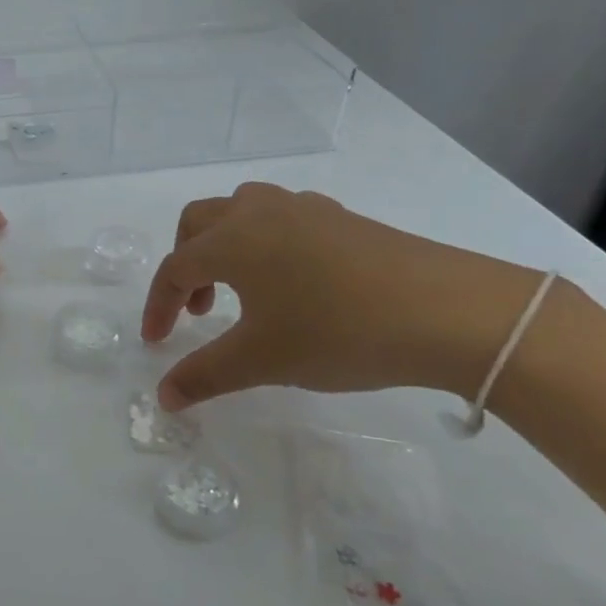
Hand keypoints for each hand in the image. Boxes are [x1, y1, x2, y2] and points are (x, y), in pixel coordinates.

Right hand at [142, 183, 543, 410]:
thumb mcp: (263, 360)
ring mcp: (304, 208)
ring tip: (242, 292)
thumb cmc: (338, 331)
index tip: (157, 343)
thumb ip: (204, 376)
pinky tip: (293, 282)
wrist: (448, 311)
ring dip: (224, 246)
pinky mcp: (342, 217)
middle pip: (199, 222)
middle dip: (186, 263)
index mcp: (232, 239)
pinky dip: (265, 243)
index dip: (159, 305)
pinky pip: (282, 218)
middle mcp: (260, 211)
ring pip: (241, 211)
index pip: (176, 267)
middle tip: (199, 310)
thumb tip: (163, 397)